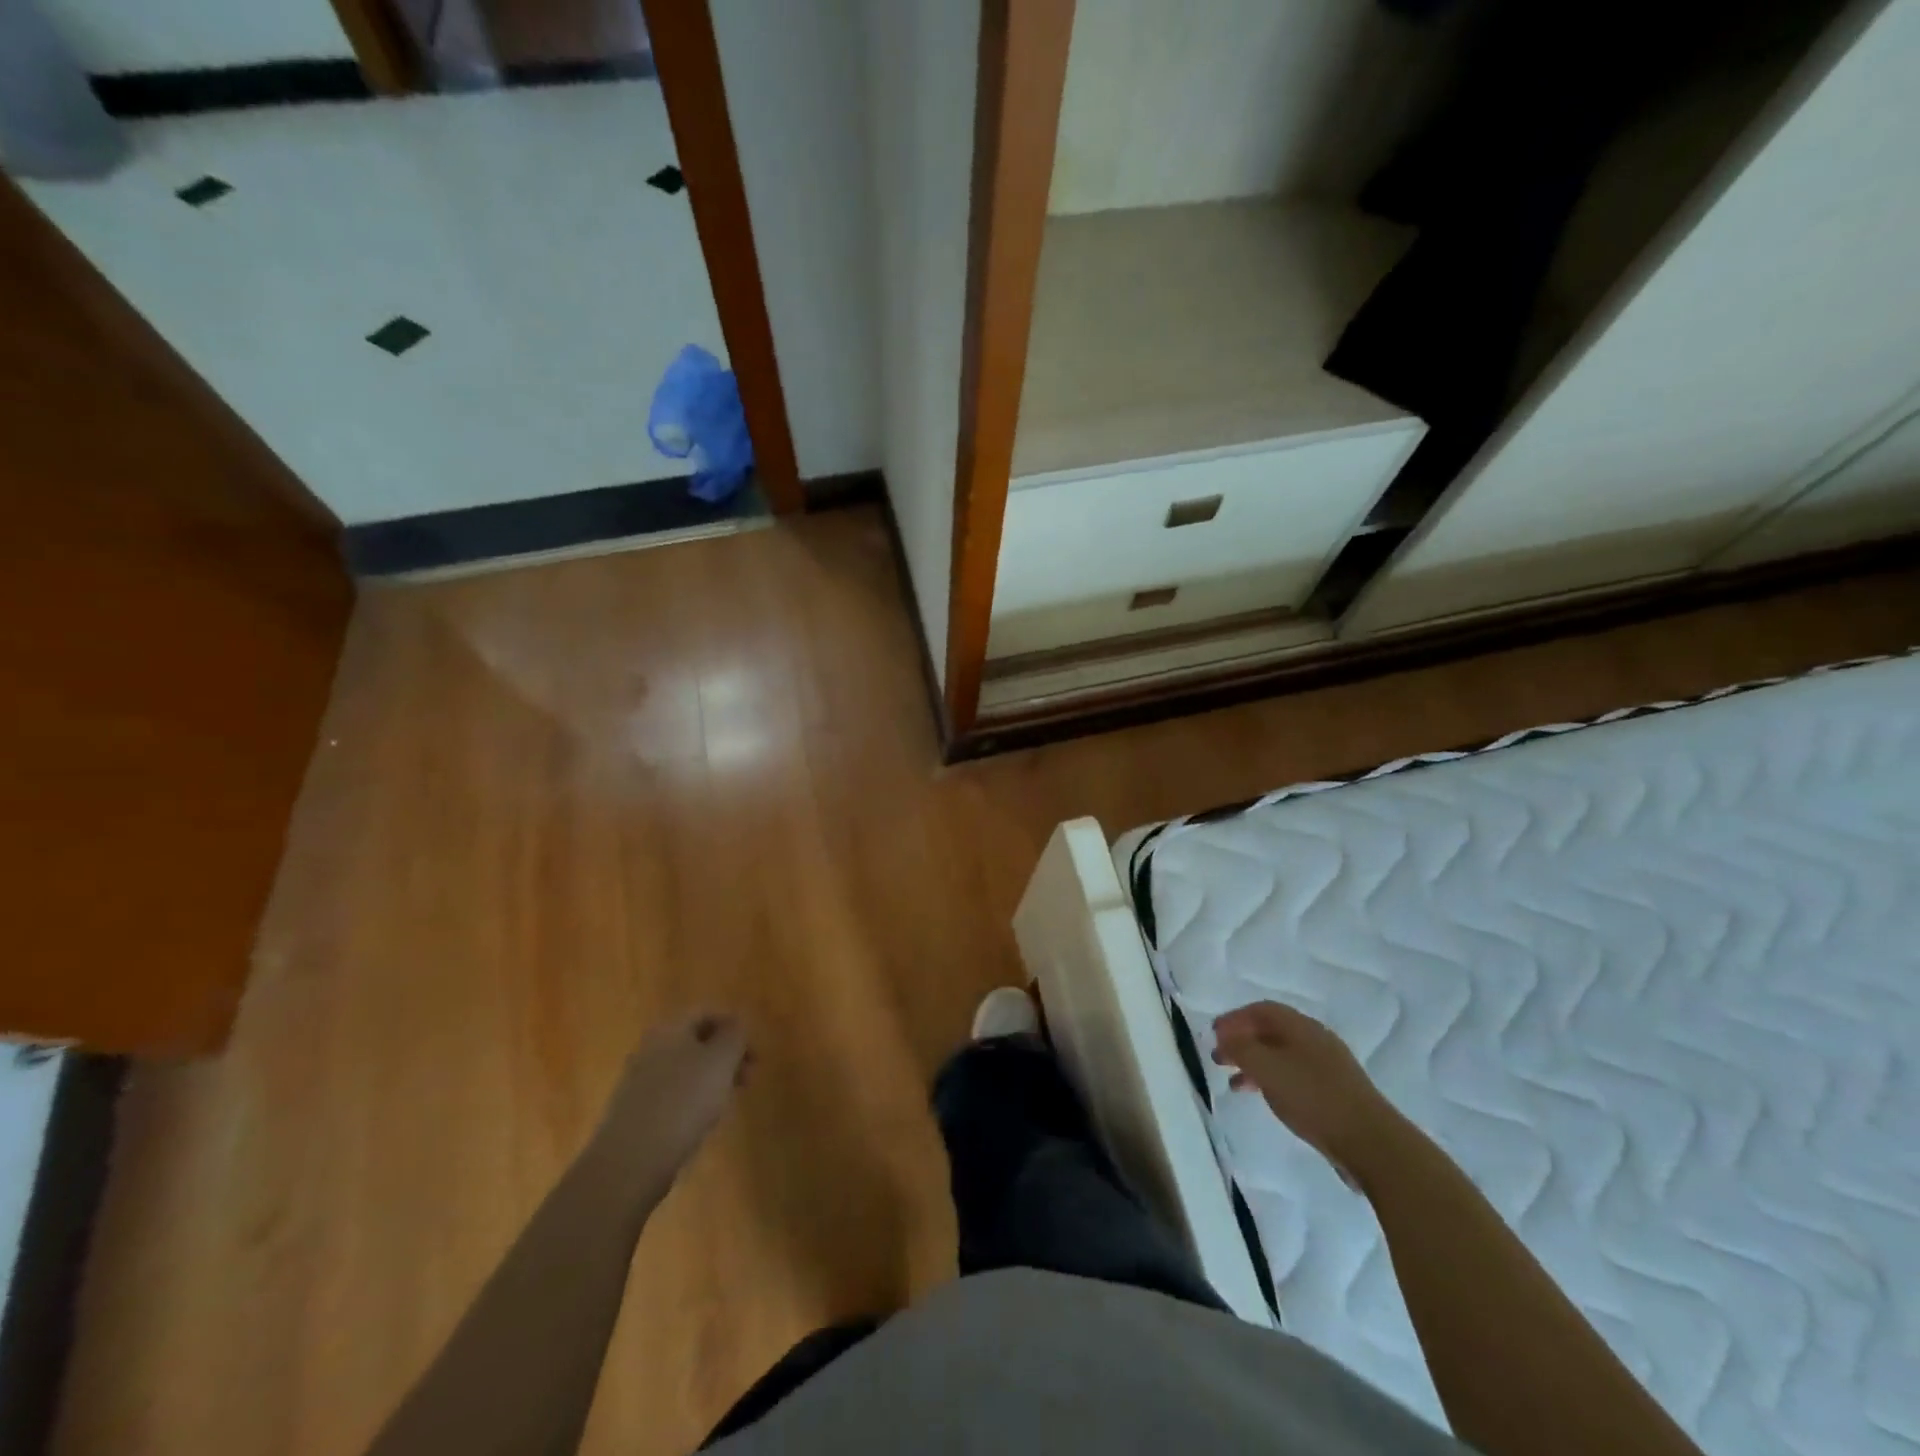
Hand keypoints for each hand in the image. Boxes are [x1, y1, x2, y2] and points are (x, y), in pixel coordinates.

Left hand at [593, 1012, 750, 1188]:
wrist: (631, 1161)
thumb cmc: (684, 1101)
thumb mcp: (721, 1060)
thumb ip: (734, 1034)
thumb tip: (737, 1023)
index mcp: (669, 1029)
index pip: (706, 1013)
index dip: (734, 1026)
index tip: (754, 1051)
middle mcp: (650, 1049)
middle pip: (695, 1041)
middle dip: (725, 1055)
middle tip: (749, 1077)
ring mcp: (638, 1082)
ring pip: (684, 1069)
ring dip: (711, 1078)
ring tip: (729, 1101)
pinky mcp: (635, 1113)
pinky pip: (671, 1095)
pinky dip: (692, 1100)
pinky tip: (702, 1121)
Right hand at [1212, 1002, 1403, 1187]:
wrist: (1370, 1143)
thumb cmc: (1313, 1098)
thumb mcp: (1266, 1069)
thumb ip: (1240, 1048)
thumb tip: (1225, 1036)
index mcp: (1301, 1027)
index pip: (1261, 1010)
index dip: (1234, 1018)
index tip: (1213, 1034)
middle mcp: (1315, 1040)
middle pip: (1271, 1032)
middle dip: (1242, 1042)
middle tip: (1218, 1057)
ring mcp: (1328, 1067)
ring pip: (1281, 1056)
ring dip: (1254, 1064)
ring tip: (1234, 1083)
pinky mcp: (1334, 1093)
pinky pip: (1293, 1076)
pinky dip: (1272, 1081)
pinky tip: (1264, 1098)